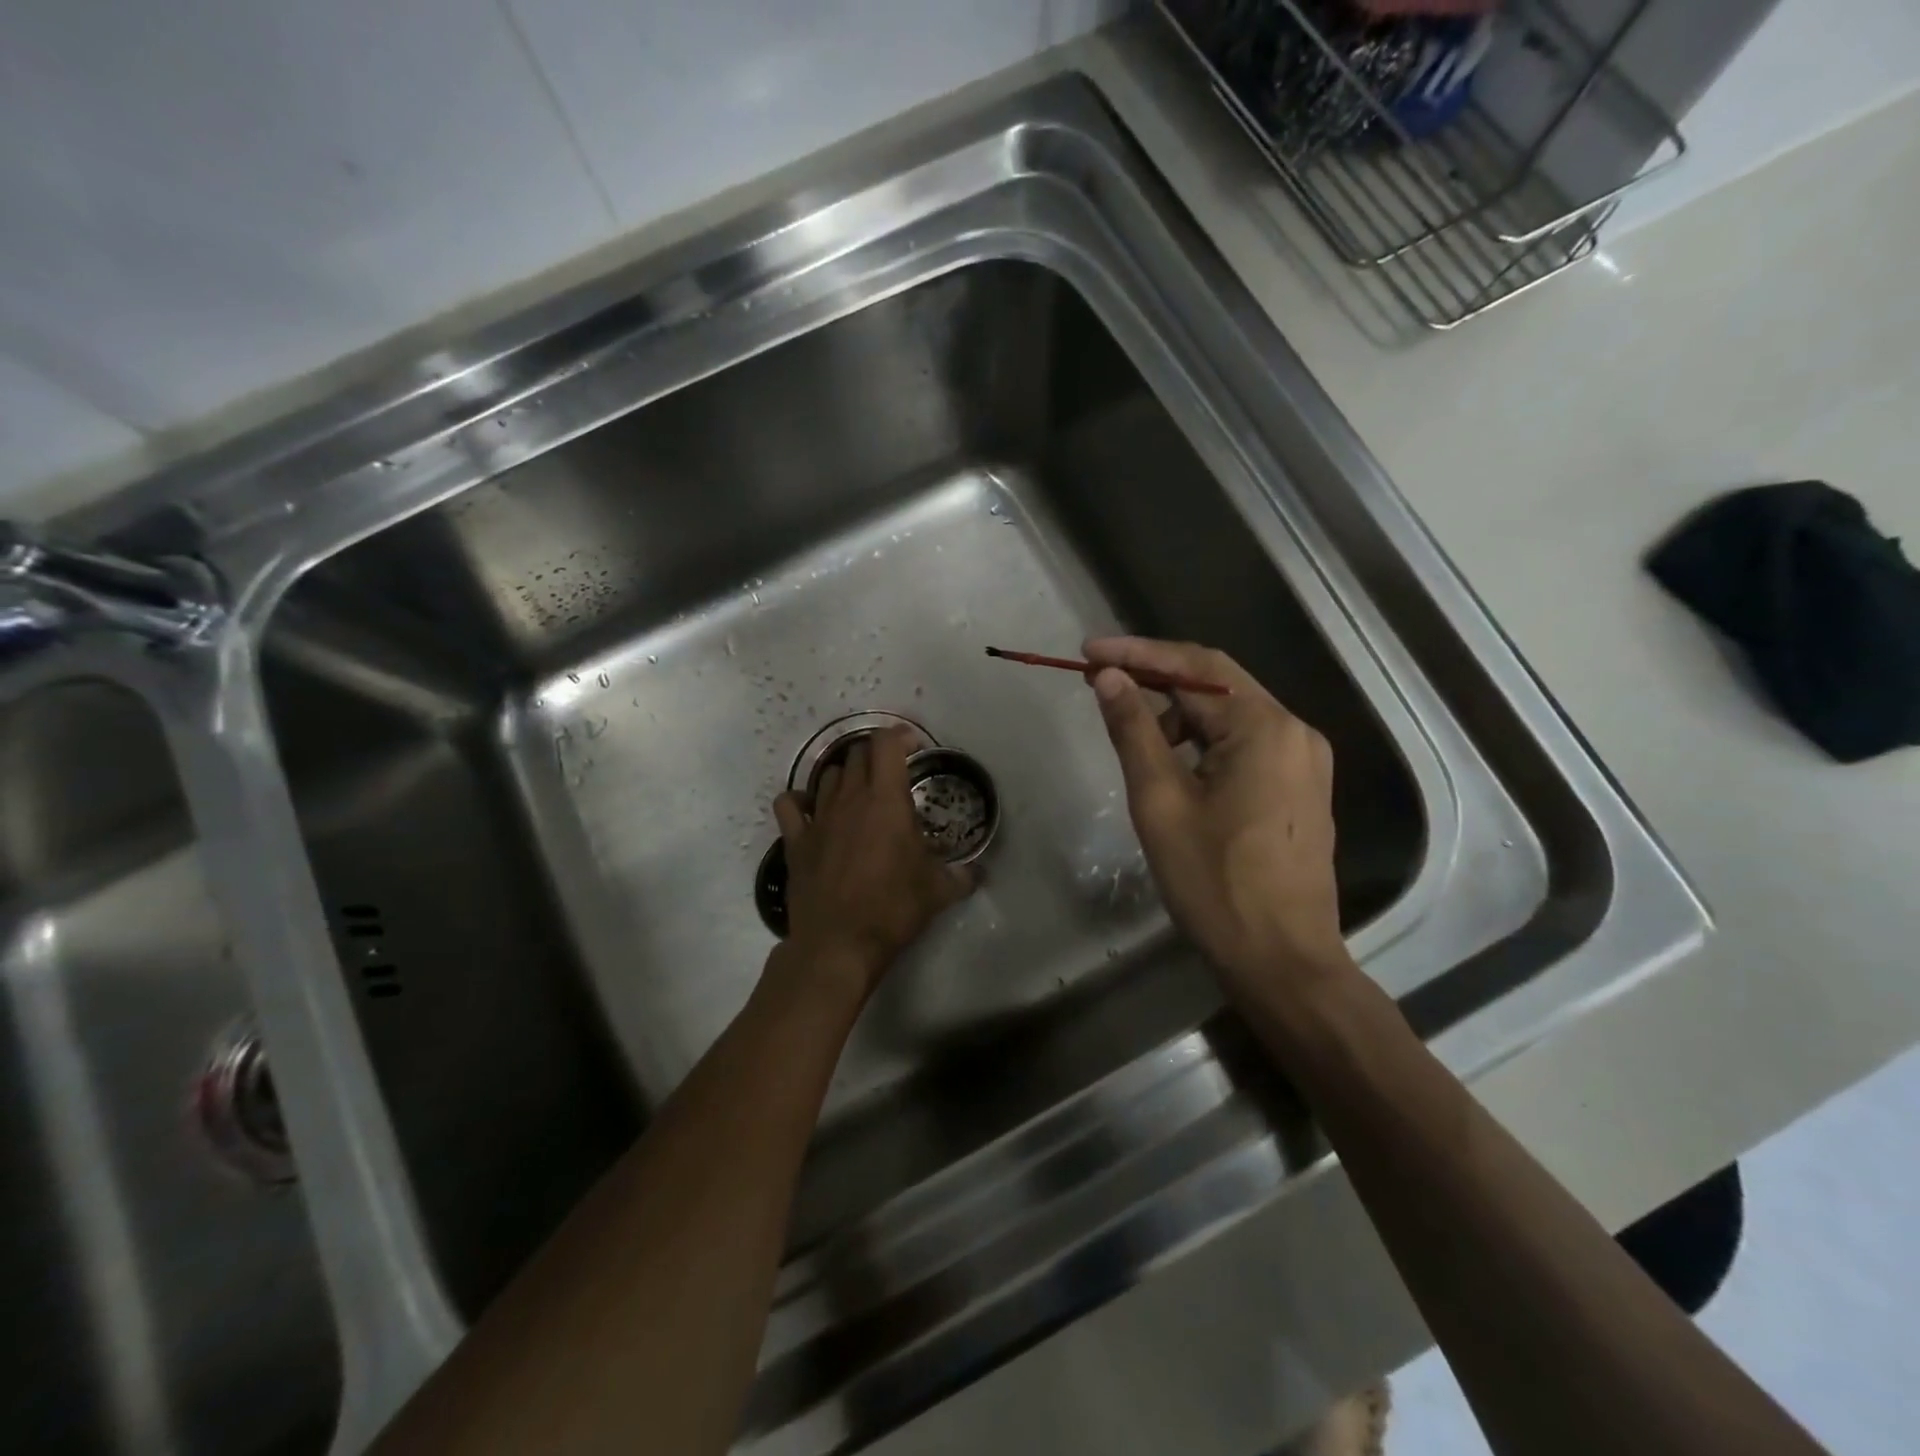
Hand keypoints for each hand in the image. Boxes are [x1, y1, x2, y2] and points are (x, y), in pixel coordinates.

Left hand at [772, 727, 974, 997]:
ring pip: (828, 775)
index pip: (886, 744)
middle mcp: (849, 798)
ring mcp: (818, 817)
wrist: (838, 943)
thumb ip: (962, 876)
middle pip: (857, 754)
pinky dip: (800, 800)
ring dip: (845, 776)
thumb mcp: (938, 892)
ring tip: (859, 794)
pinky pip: (789, 804)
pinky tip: (812, 811)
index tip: (914, 747)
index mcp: (886, 800)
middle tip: (892, 775)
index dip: (900, 736)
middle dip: (876, 756)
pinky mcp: (795, 840)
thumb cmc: (892, 909)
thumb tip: (979, 872)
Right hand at [1084, 637, 1349, 989]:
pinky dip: (1203, 744)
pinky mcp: (1300, 788)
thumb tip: (1110, 678)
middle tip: (1100, 684)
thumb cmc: (1214, 883)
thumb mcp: (1160, 801)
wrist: (1282, 961)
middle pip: (1216, 686)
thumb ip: (1134, 730)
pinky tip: (1173, 768)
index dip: (1137, 654)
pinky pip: (1245, 745)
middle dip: (1155, 680)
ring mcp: (1303, 762)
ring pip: (1230, 717)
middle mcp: (1294, 731)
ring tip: (1135, 740)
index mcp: (1264, 727)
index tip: (1087, 653)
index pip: (1195, 666)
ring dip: (1178, 716)